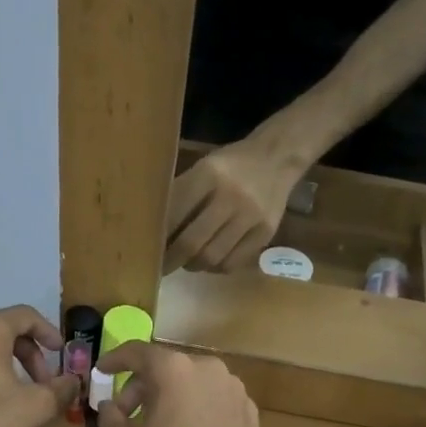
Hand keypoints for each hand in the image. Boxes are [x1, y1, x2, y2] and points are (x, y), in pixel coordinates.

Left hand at [0, 306, 76, 426]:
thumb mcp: (36, 407)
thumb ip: (61, 389)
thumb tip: (73, 381)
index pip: (26, 315)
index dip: (49, 332)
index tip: (60, 353)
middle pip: (2, 330)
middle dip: (28, 354)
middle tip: (41, 383)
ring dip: (2, 362)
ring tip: (12, 392)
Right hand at [95, 341, 267, 426]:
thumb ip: (110, 420)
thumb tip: (109, 406)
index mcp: (174, 371)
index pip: (137, 352)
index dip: (115, 359)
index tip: (102, 370)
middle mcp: (207, 367)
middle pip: (165, 368)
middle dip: (141, 388)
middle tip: (127, 415)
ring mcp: (232, 386)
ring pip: (191, 381)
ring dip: (170, 397)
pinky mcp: (248, 406)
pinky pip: (212, 398)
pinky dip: (196, 407)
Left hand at [164, 138, 306, 273]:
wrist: (277, 158)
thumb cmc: (230, 166)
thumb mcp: (203, 168)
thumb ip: (182, 195)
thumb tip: (154, 230)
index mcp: (209, 174)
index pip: (175, 213)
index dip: (159, 236)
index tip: (148, 249)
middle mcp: (231, 196)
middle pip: (192, 242)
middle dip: (172, 260)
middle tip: (163, 266)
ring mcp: (251, 216)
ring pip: (212, 257)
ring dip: (194, 265)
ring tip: (188, 262)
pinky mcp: (265, 232)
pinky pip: (233, 263)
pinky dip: (216, 267)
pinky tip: (210, 261)